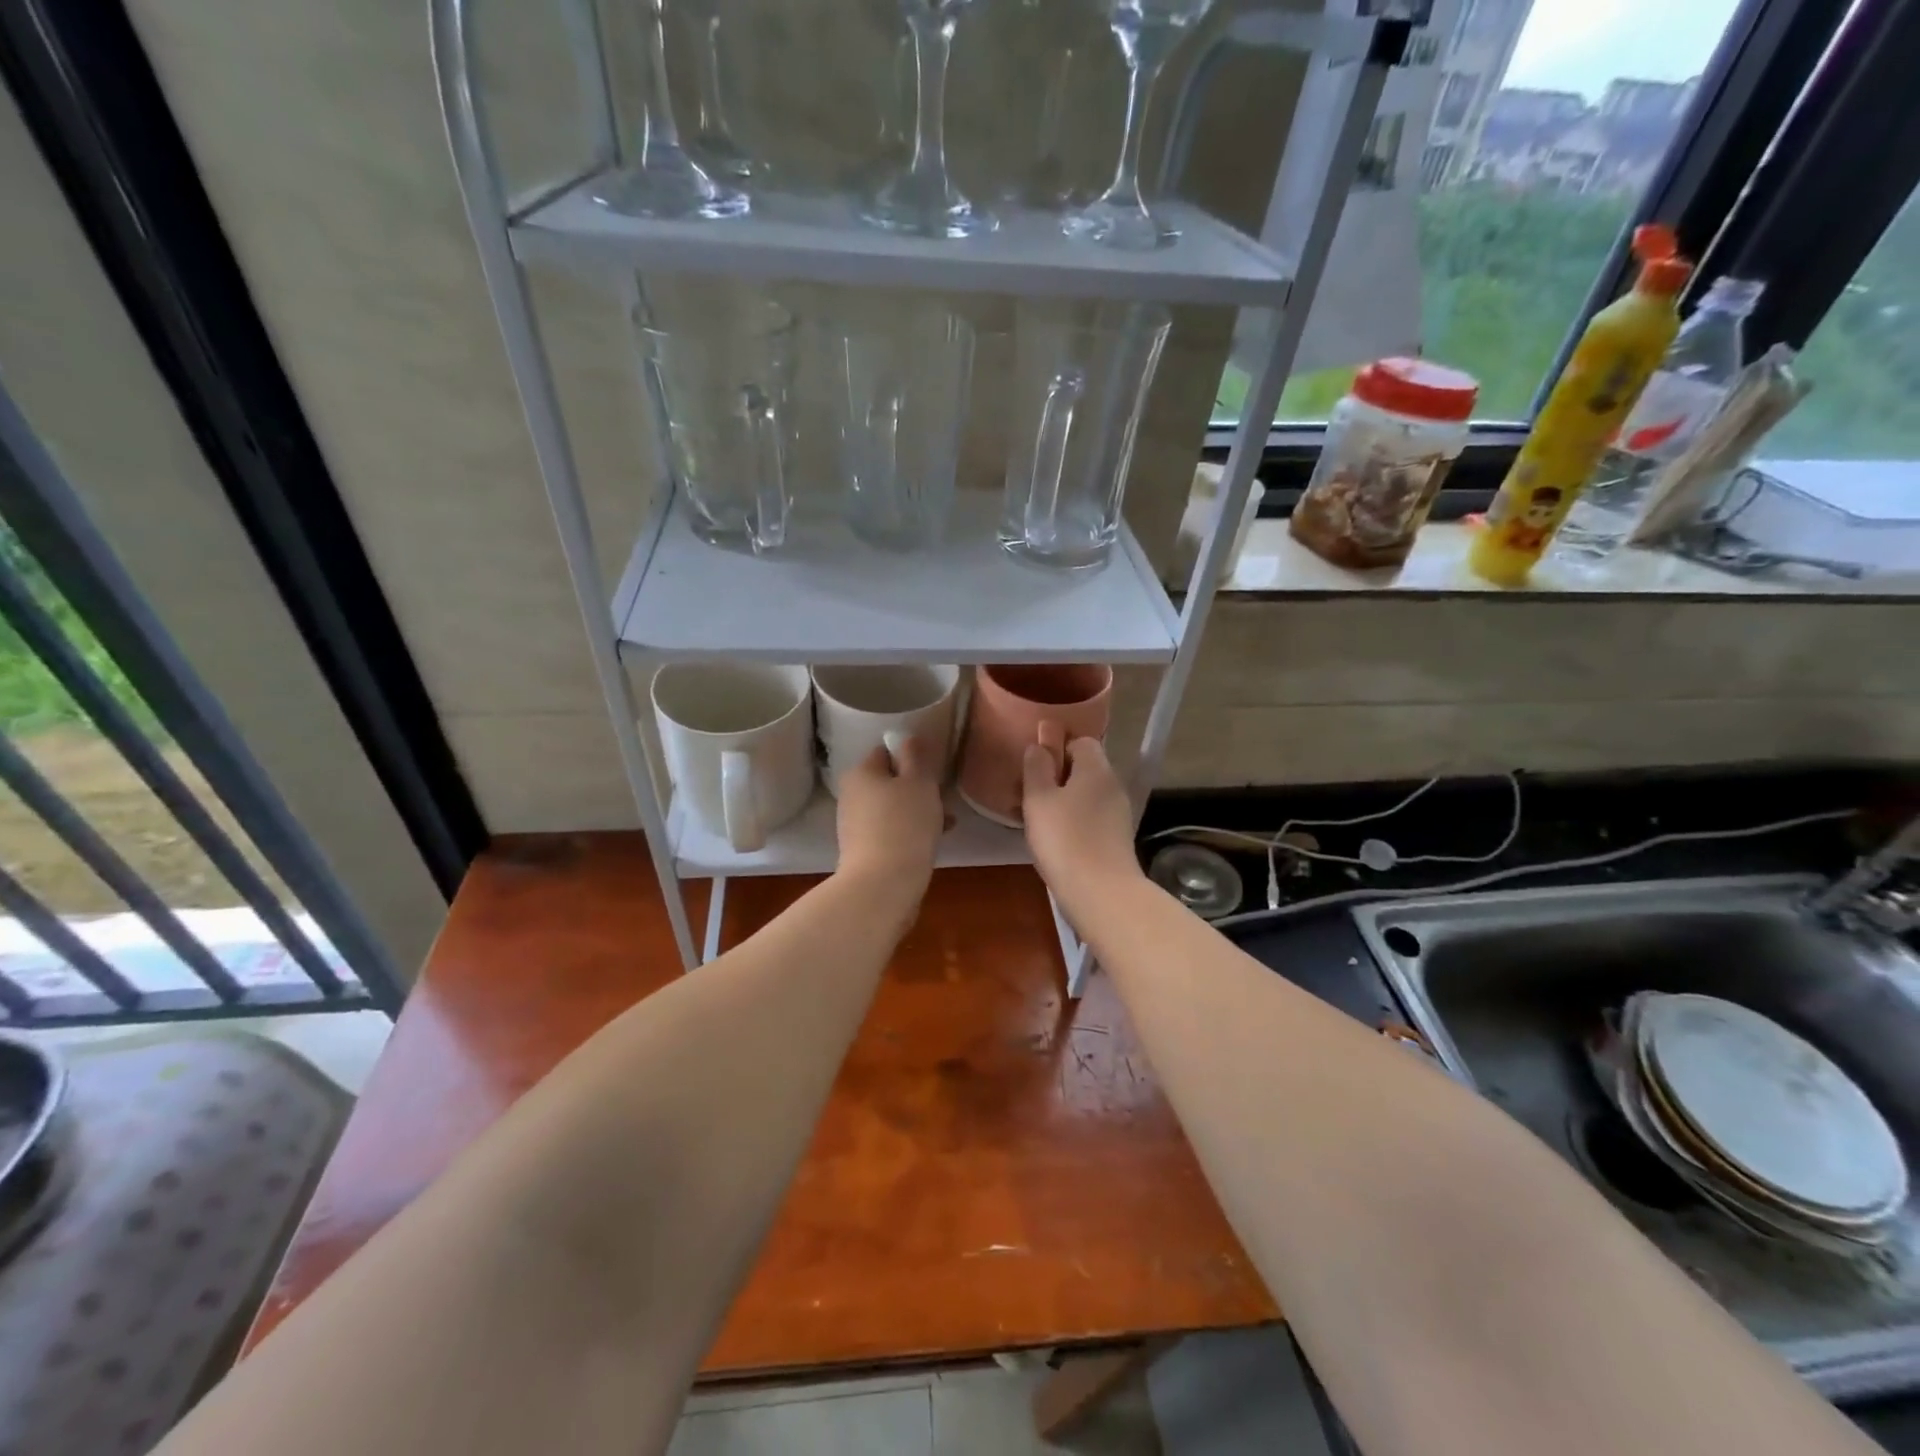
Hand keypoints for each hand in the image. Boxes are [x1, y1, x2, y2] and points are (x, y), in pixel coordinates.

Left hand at [835, 737, 944, 892]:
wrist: (883, 885)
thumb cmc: (905, 824)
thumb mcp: (919, 782)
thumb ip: (915, 756)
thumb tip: (908, 738)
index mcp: (860, 773)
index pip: (885, 752)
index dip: (911, 759)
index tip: (933, 773)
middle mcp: (851, 795)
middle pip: (889, 782)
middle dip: (918, 790)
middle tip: (942, 801)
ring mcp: (853, 825)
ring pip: (892, 809)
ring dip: (917, 813)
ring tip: (945, 825)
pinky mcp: (861, 851)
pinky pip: (890, 832)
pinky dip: (908, 833)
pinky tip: (930, 843)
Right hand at [1021, 737, 1142, 912]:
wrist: (1101, 893)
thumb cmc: (1064, 839)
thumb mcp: (1039, 799)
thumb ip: (1036, 768)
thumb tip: (1039, 745)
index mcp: (1096, 768)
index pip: (1081, 741)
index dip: (1057, 747)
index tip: (1035, 766)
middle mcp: (1113, 786)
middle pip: (1085, 768)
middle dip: (1058, 777)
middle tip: (1029, 794)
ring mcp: (1118, 814)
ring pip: (1087, 795)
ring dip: (1064, 801)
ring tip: (1038, 819)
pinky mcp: (1117, 839)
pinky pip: (1092, 818)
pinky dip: (1074, 822)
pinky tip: (1056, 840)